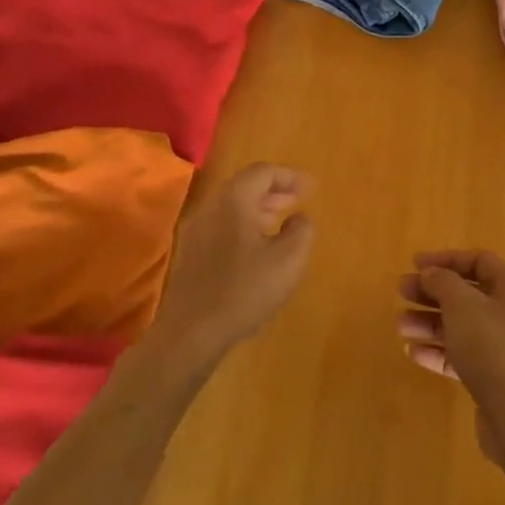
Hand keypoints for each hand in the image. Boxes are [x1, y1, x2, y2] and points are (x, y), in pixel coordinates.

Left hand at [151, 164, 314, 368]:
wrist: (191, 332)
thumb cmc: (244, 290)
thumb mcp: (288, 260)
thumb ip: (301, 230)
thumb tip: (299, 218)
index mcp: (233, 201)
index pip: (263, 172)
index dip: (291, 177)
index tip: (313, 189)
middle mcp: (211, 208)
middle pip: (245, 186)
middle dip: (275, 191)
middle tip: (299, 202)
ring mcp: (196, 231)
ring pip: (232, 207)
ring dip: (260, 209)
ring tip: (282, 224)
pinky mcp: (190, 254)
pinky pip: (223, 226)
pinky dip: (245, 226)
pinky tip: (258, 250)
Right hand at [398, 251, 504, 465]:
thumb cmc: (492, 347)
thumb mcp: (462, 304)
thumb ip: (442, 281)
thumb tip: (431, 273)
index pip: (478, 261)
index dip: (445, 260)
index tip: (414, 264)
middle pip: (467, 293)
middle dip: (432, 292)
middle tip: (401, 292)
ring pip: (462, 325)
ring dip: (430, 322)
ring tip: (400, 326)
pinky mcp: (495, 377)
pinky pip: (462, 355)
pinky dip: (438, 351)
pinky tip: (413, 353)